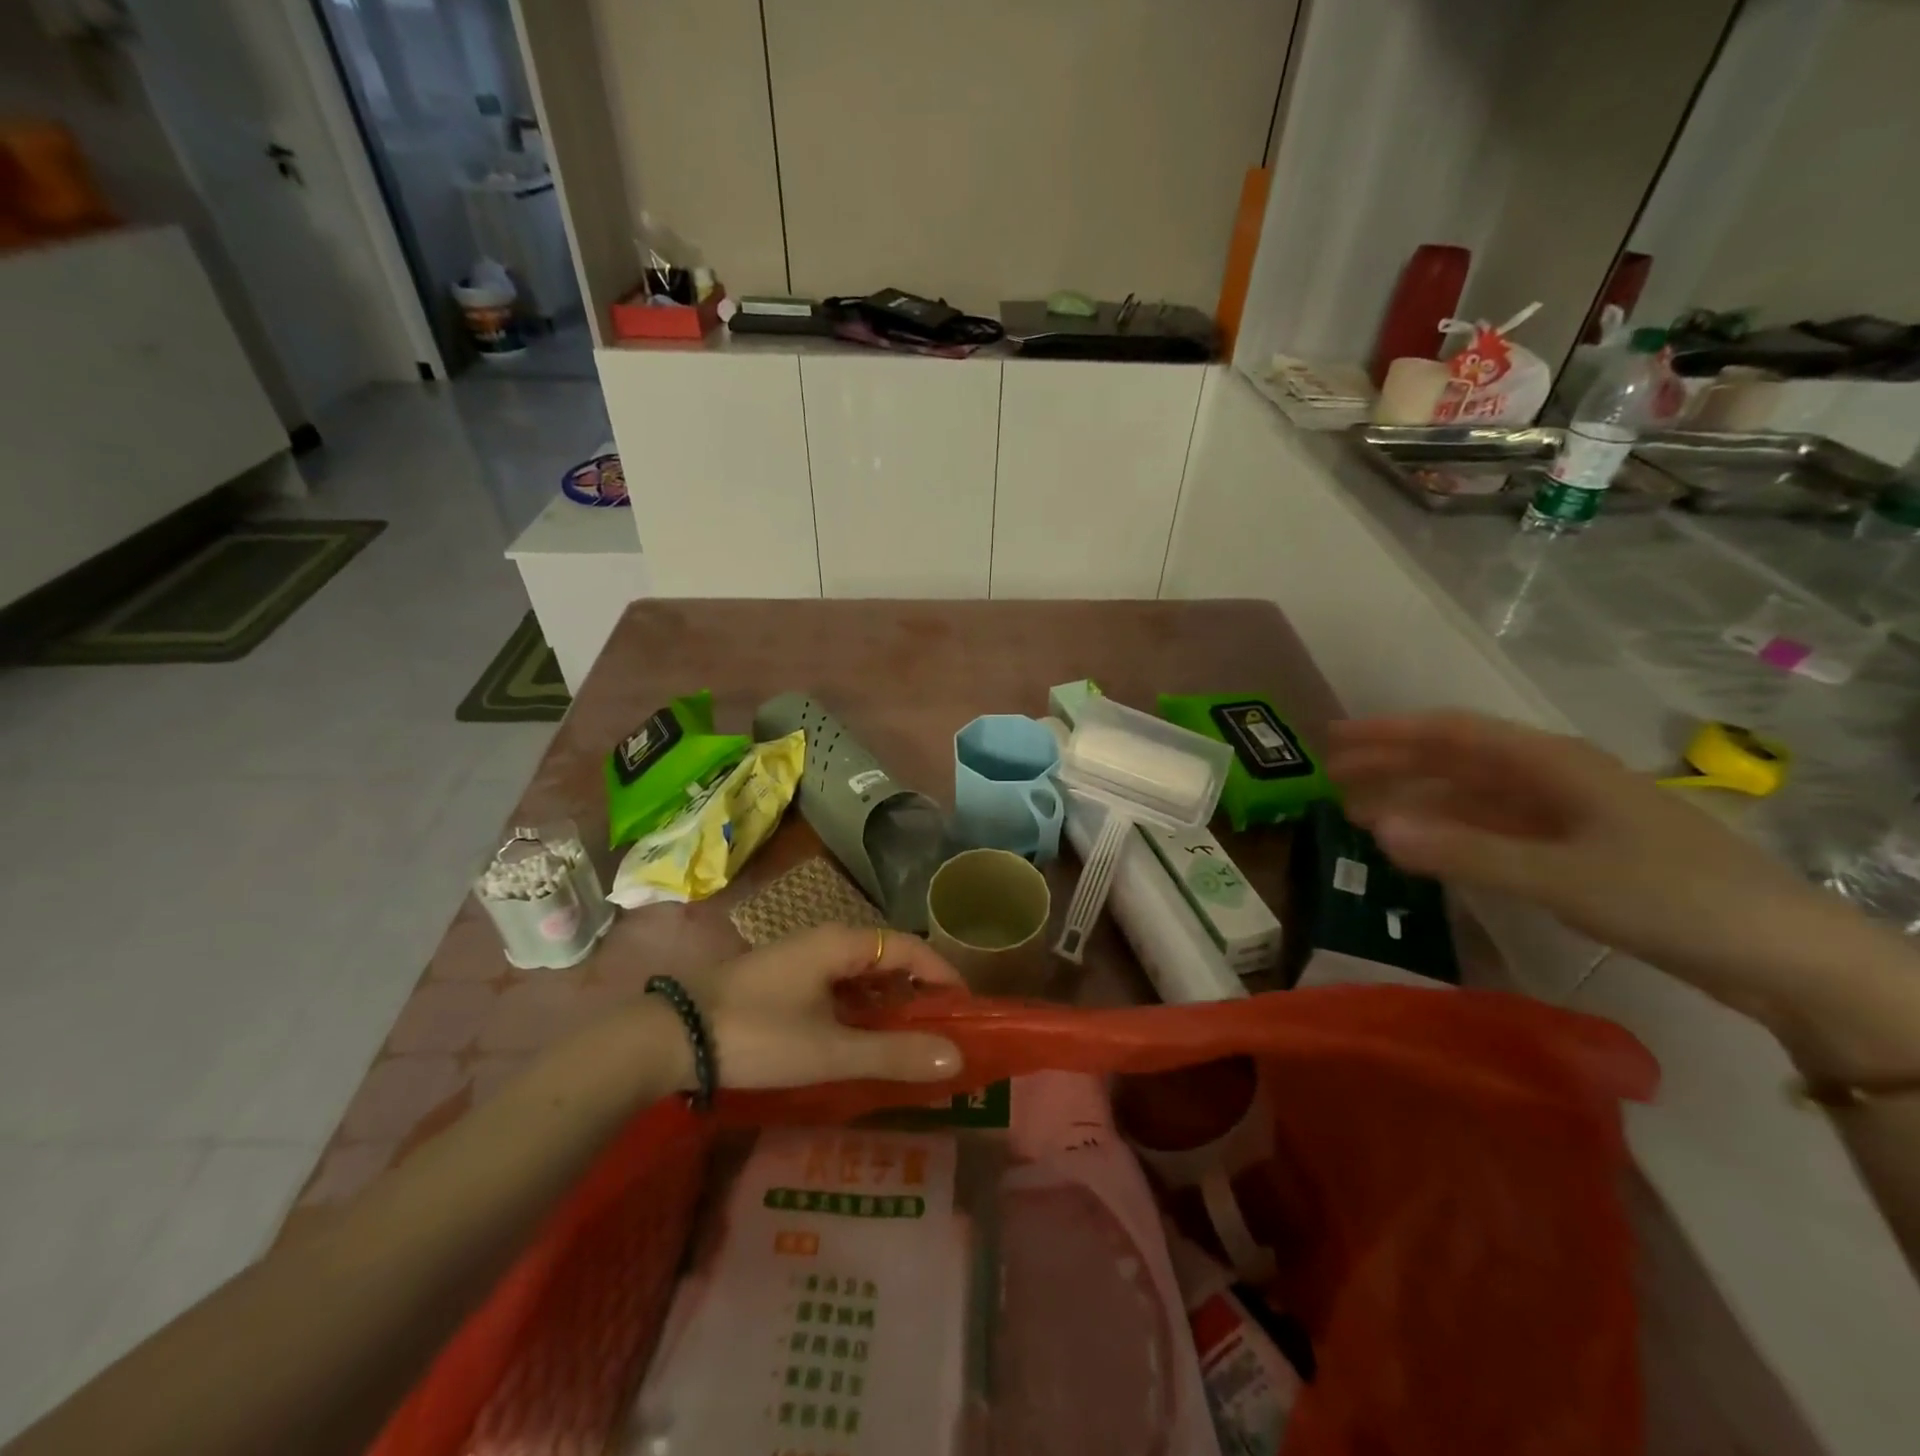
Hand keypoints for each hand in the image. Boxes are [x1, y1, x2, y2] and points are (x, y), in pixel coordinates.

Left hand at [678, 925, 965, 1090]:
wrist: (670, 1037)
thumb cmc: (757, 1035)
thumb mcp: (830, 1050)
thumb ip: (894, 1052)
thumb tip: (957, 1056)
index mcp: (841, 943)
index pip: (910, 947)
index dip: (942, 974)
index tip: (966, 1008)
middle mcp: (824, 940)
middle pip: (887, 957)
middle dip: (917, 991)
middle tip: (942, 1031)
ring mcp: (800, 959)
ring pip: (860, 973)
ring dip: (887, 1001)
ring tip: (908, 1040)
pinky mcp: (782, 980)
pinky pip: (836, 986)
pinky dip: (859, 1008)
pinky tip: (859, 1039)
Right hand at [1327, 712, 1843, 1022]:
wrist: (1783, 955)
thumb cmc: (1671, 898)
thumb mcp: (1560, 876)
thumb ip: (1464, 852)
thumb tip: (1376, 829)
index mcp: (1550, 763)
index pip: (1451, 734)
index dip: (1389, 733)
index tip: (1333, 740)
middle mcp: (1551, 778)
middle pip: (1454, 760)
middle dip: (1391, 765)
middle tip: (1331, 778)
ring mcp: (1562, 814)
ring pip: (1469, 795)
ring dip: (1414, 800)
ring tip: (1359, 814)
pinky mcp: (1571, 850)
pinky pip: (1490, 828)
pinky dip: (1449, 832)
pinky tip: (1422, 846)